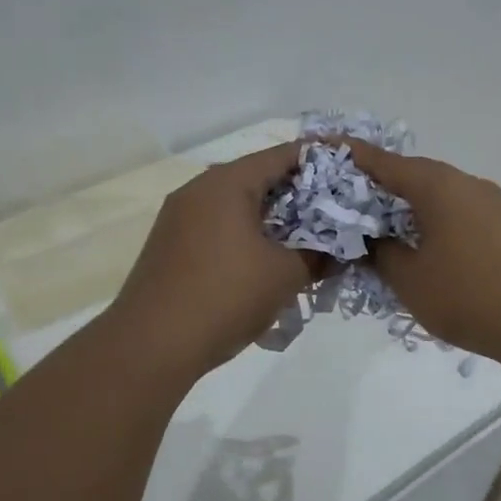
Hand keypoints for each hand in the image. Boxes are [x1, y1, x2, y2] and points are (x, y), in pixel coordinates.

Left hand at [112, 143, 322, 375]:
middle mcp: (198, 190)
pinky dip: (244, 236)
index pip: (282, 156)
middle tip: (332, 214)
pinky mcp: (169, 245)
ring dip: (270, 220)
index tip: (349, 174)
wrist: (152, 344)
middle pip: (257, 178)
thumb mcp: (285, 276)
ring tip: (302, 241)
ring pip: (235, 206)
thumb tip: (338, 251)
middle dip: (297, 196)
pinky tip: (263, 262)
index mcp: (227, 183)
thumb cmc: (226, 297)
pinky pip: (216, 227)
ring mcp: (178, 218)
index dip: (319, 162)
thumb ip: (318, 256)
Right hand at [344, 143, 500, 369]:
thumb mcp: (409, 279)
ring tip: (382, 233)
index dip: (348, 157)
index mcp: (437, 185)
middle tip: (346, 206)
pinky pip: (459, 216)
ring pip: (438, 198)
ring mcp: (494, 205)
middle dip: (377, 189)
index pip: (381, 162)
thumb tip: (371, 239)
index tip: (320, 152)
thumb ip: (380, 253)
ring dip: (408, 211)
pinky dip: (434, 225)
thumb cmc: (469, 295)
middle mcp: (466, 184)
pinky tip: (425, 251)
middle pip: (412, 176)